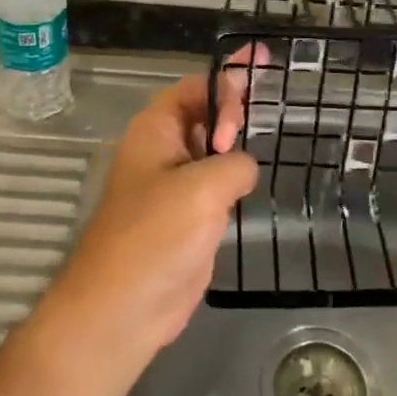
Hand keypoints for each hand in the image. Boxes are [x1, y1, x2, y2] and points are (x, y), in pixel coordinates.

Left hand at [46, 62, 259, 353]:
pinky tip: (257, 175)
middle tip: (273, 96)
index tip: (244, 114)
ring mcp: (176, 184)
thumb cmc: (155, 237)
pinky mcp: (189, 215)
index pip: (195, 88)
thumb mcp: (202, 188)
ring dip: (238, 139)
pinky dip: (237, 174)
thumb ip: (234, 163)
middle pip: (205, 111)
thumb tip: (242, 169)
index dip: (226, 86)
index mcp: (155, 130)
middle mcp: (164, 150)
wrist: (123, 309)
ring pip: (213, 148)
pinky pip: (217, 182)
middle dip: (236, 102)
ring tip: (272, 126)